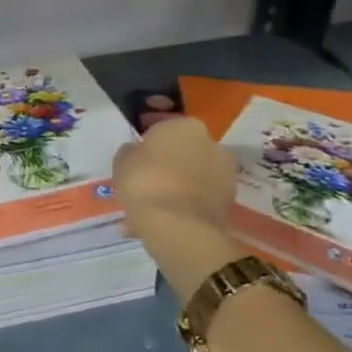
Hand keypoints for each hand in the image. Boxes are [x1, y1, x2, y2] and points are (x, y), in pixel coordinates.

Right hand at [113, 115, 238, 233]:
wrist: (178, 226)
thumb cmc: (144, 182)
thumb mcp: (122, 162)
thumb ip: (131, 152)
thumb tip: (136, 151)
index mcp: (184, 125)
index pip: (162, 130)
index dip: (148, 147)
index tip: (136, 163)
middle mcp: (211, 143)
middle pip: (183, 153)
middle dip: (168, 167)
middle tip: (146, 185)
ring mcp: (224, 173)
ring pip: (193, 178)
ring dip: (177, 189)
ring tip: (154, 210)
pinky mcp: (229, 201)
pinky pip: (200, 200)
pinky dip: (186, 208)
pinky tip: (165, 222)